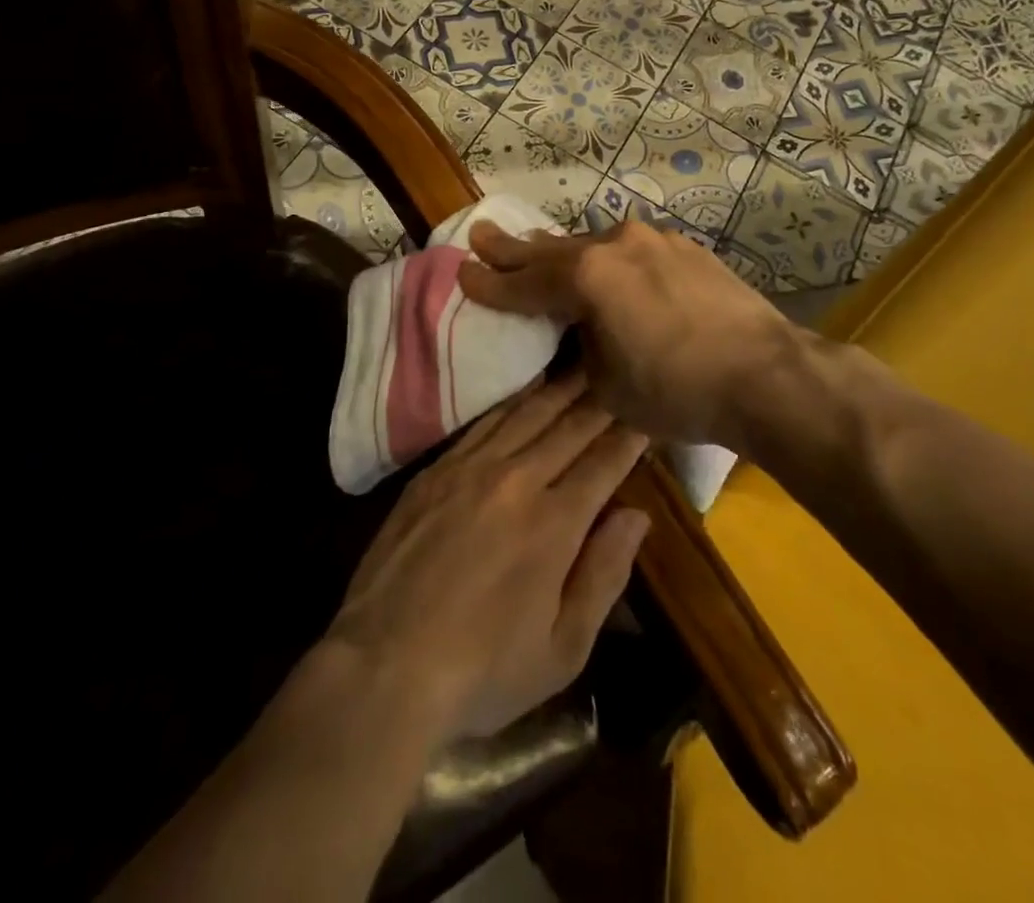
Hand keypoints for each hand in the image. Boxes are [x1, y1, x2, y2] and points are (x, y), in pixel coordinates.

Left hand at [324, 372, 649, 743]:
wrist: (384, 665)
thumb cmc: (484, 671)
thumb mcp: (563, 649)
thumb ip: (604, 574)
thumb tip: (637, 515)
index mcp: (555, 523)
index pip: (604, 462)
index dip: (631, 434)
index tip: (649, 411)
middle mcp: (517, 480)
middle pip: (569, 426)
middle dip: (601, 397)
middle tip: (622, 370)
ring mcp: (471, 468)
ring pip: (527, 413)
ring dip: (560, 387)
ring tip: (584, 363)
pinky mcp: (436, 470)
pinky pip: (484, 422)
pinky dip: (512, 401)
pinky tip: (526, 390)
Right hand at [458, 219, 814, 450]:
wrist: (767, 374)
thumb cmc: (678, 390)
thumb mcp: (608, 385)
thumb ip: (581, 351)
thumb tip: (577, 335)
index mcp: (587, 278)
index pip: (524, 283)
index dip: (490, 283)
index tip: (462, 272)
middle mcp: (615, 246)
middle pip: (552, 249)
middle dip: (514, 248)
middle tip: (480, 234)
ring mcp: (653, 241)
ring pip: (592, 244)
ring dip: (562, 252)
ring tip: (537, 248)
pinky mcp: (684, 248)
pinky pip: (629, 249)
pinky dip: (606, 259)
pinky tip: (607, 266)